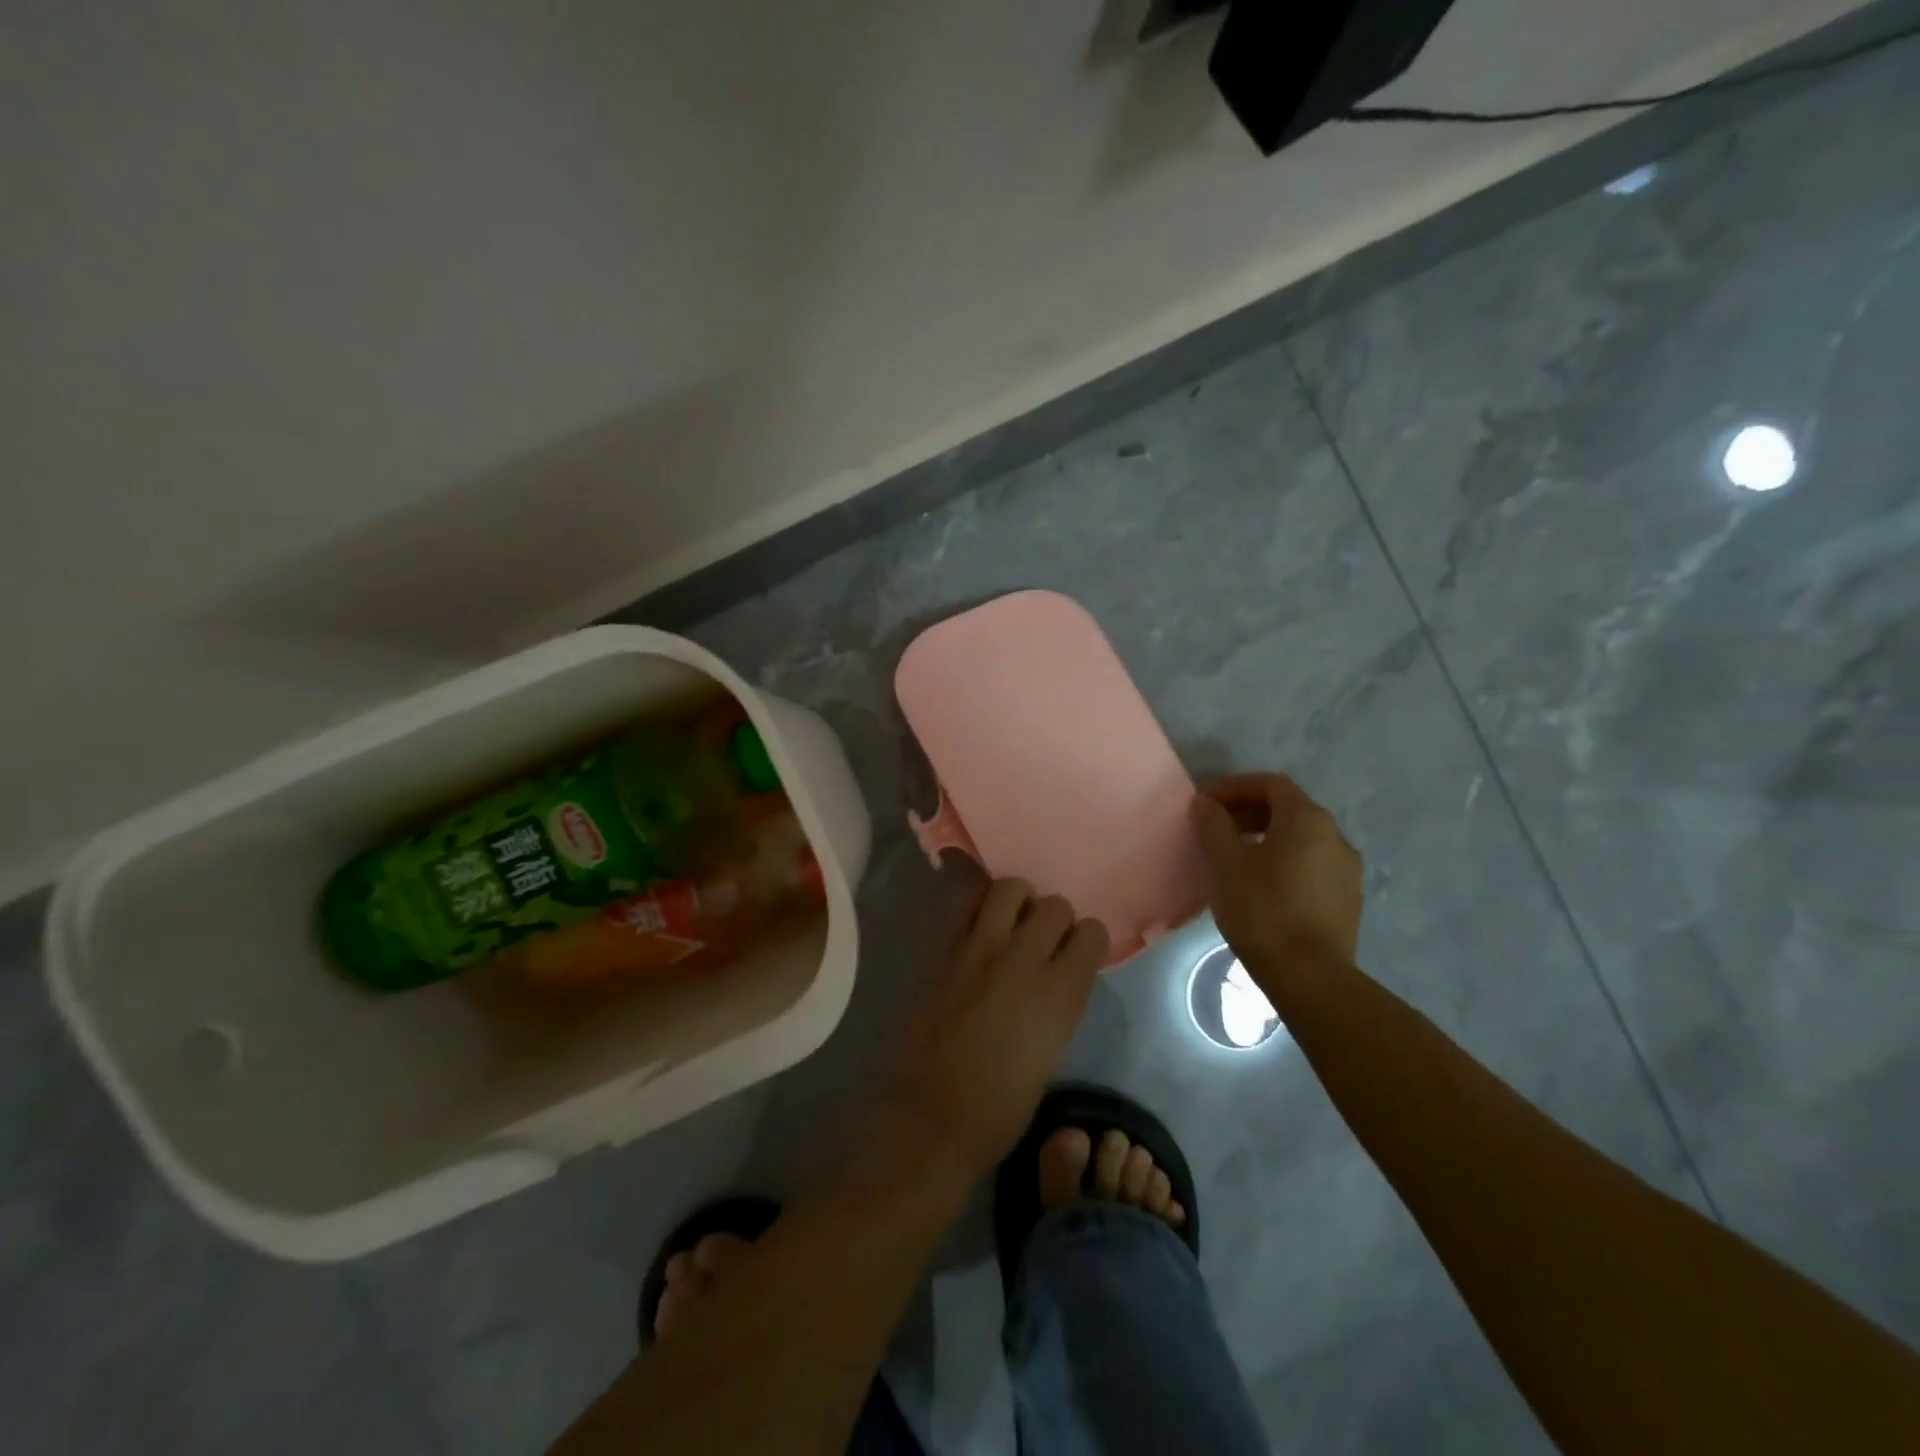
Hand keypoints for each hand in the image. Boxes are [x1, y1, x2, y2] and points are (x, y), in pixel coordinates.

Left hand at [872, 879, 1108, 1180]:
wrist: (928, 1116)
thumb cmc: (997, 1108)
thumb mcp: (1050, 1054)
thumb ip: (1057, 1004)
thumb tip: (1054, 979)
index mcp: (1059, 993)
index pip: (1092, 933)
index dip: (1086, 941)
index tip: (1076, 953)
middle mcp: (1024, 958)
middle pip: (1054, 905)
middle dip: (1054, 920)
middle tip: (1040, 940)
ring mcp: (979, 947)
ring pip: (1010, 888)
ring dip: (1017, 901)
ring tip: (1008, 922)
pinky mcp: (942, 947)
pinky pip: (962, 900)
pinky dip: (974, 901)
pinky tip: (975, 920)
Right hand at [1191, 773, 1362, 990]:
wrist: (1310, 977)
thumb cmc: (1262, 910)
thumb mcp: (1226, 863)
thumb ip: (1214, 825)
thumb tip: (1206, 803)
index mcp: (1308, 819)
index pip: (1270, 784)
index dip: (1234, 787)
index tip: (1206, 804)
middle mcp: (1335, 836)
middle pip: (1288, 808)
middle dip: (1249, 812)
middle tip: (1216, 829)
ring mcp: (1347, 869)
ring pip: (1301, 838)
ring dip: (1266, 837)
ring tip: (1235, 858)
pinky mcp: (1348, 898)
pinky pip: (1311, 864)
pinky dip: (1284, 861)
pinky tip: (1261, 885)